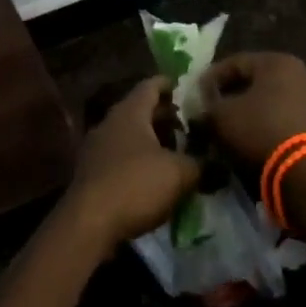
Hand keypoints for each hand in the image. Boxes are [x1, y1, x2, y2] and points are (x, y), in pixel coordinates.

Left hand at [63, 77, 199, 252]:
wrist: (88, 222)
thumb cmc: (135, 184)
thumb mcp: (178, 173)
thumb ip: (200, 164)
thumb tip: (217, 163)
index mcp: (129, 112)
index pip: (150, 86)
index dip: (168, 84)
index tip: (184, 86)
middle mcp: (109, 123)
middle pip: (139, 110)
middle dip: (163, 115)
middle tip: (188, 123)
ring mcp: (96, 148)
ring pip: (129, 135)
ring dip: (151, 140)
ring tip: (175, 150)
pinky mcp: (91, 173)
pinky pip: (119, 157)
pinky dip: (138, 159)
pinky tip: (153, 175)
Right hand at [199, 53, 305, 172]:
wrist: (304, 172)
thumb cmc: (259, 129)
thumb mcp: (221, 115)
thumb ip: (208, 105)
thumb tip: (204, 107)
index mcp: (278, 62)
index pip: (235, 62)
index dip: (211, 78)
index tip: (196, 94)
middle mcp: (300, 75)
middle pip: (255, 82)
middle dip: (231, 95)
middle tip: (211, 109)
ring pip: (269, 102)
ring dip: (248, 112)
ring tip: (228, 128)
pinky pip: (282, 119)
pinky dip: (265, 125)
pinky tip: (249, 139)